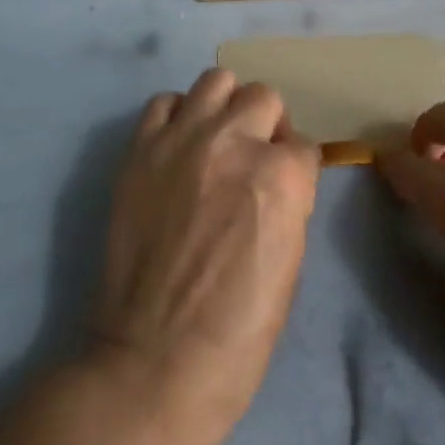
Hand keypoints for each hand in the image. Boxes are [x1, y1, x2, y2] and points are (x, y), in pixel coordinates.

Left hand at [93, 68, 321, 444]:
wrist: (153, 364)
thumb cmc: (237, 333)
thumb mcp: (290, 263)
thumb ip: (289, 201)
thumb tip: (280, 174)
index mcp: (280, 176)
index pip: (303, 144)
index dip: (295, 168)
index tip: (284, 189)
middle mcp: (234, 142)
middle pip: (263, 97)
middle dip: (266, 126)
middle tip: (253, 159)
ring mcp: (183, 139)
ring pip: (217, 80)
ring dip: (225, 106)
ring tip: (217, 140)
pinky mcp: (142, 148)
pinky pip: (164, 102)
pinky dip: (177, 116)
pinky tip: (178, 147)